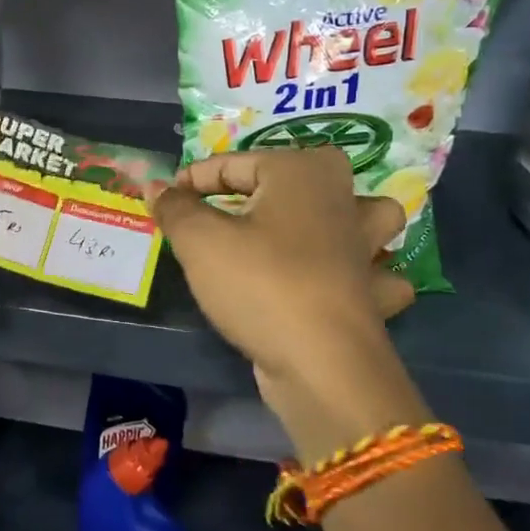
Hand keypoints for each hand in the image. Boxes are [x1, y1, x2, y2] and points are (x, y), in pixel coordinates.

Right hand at [149, 146, 426, 455]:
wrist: (322, 366)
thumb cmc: (259, 283)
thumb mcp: (200, 240)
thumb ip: (176, 207)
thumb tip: (156, 187)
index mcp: (303, 171)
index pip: (234, 164)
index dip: (194, 180)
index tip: (167, 200)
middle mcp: (344, 199)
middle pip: (305, 175)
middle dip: (268, 186)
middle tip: (229, 208)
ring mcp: (366, 247)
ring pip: (362, 217)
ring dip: (339, 219)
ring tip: (302, 232)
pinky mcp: (373, 292)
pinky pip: (369, 272)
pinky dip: (359, 274)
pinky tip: (333, 283)